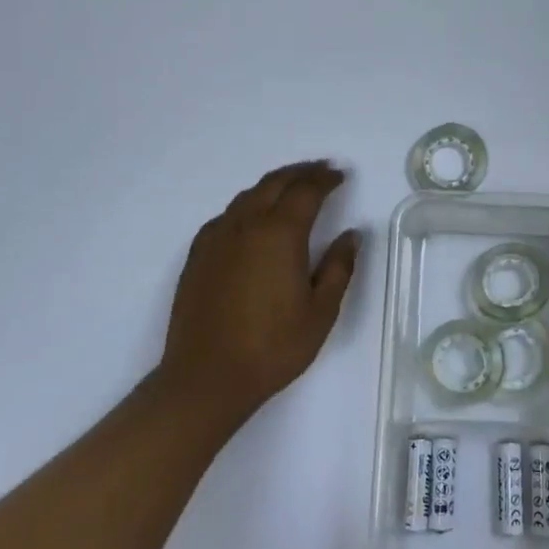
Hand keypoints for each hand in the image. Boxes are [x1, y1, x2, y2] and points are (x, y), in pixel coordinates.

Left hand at [158, 160, 361, 429]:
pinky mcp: (198, 256)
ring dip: (273, 185)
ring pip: (248, 196)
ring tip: (291, 187)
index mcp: (280, 234)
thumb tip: (351, 234)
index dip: (325, 180)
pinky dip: (247, 205)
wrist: (206, 378)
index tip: (340, 175)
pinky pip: (227, 215)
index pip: (306, 192)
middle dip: (300, 173)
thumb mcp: (320, 311)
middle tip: (320, 170)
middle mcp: (246, 225)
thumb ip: (339, 267)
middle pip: (274, 184)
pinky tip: (253, 219)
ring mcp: (217, 238)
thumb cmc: (272, 347)